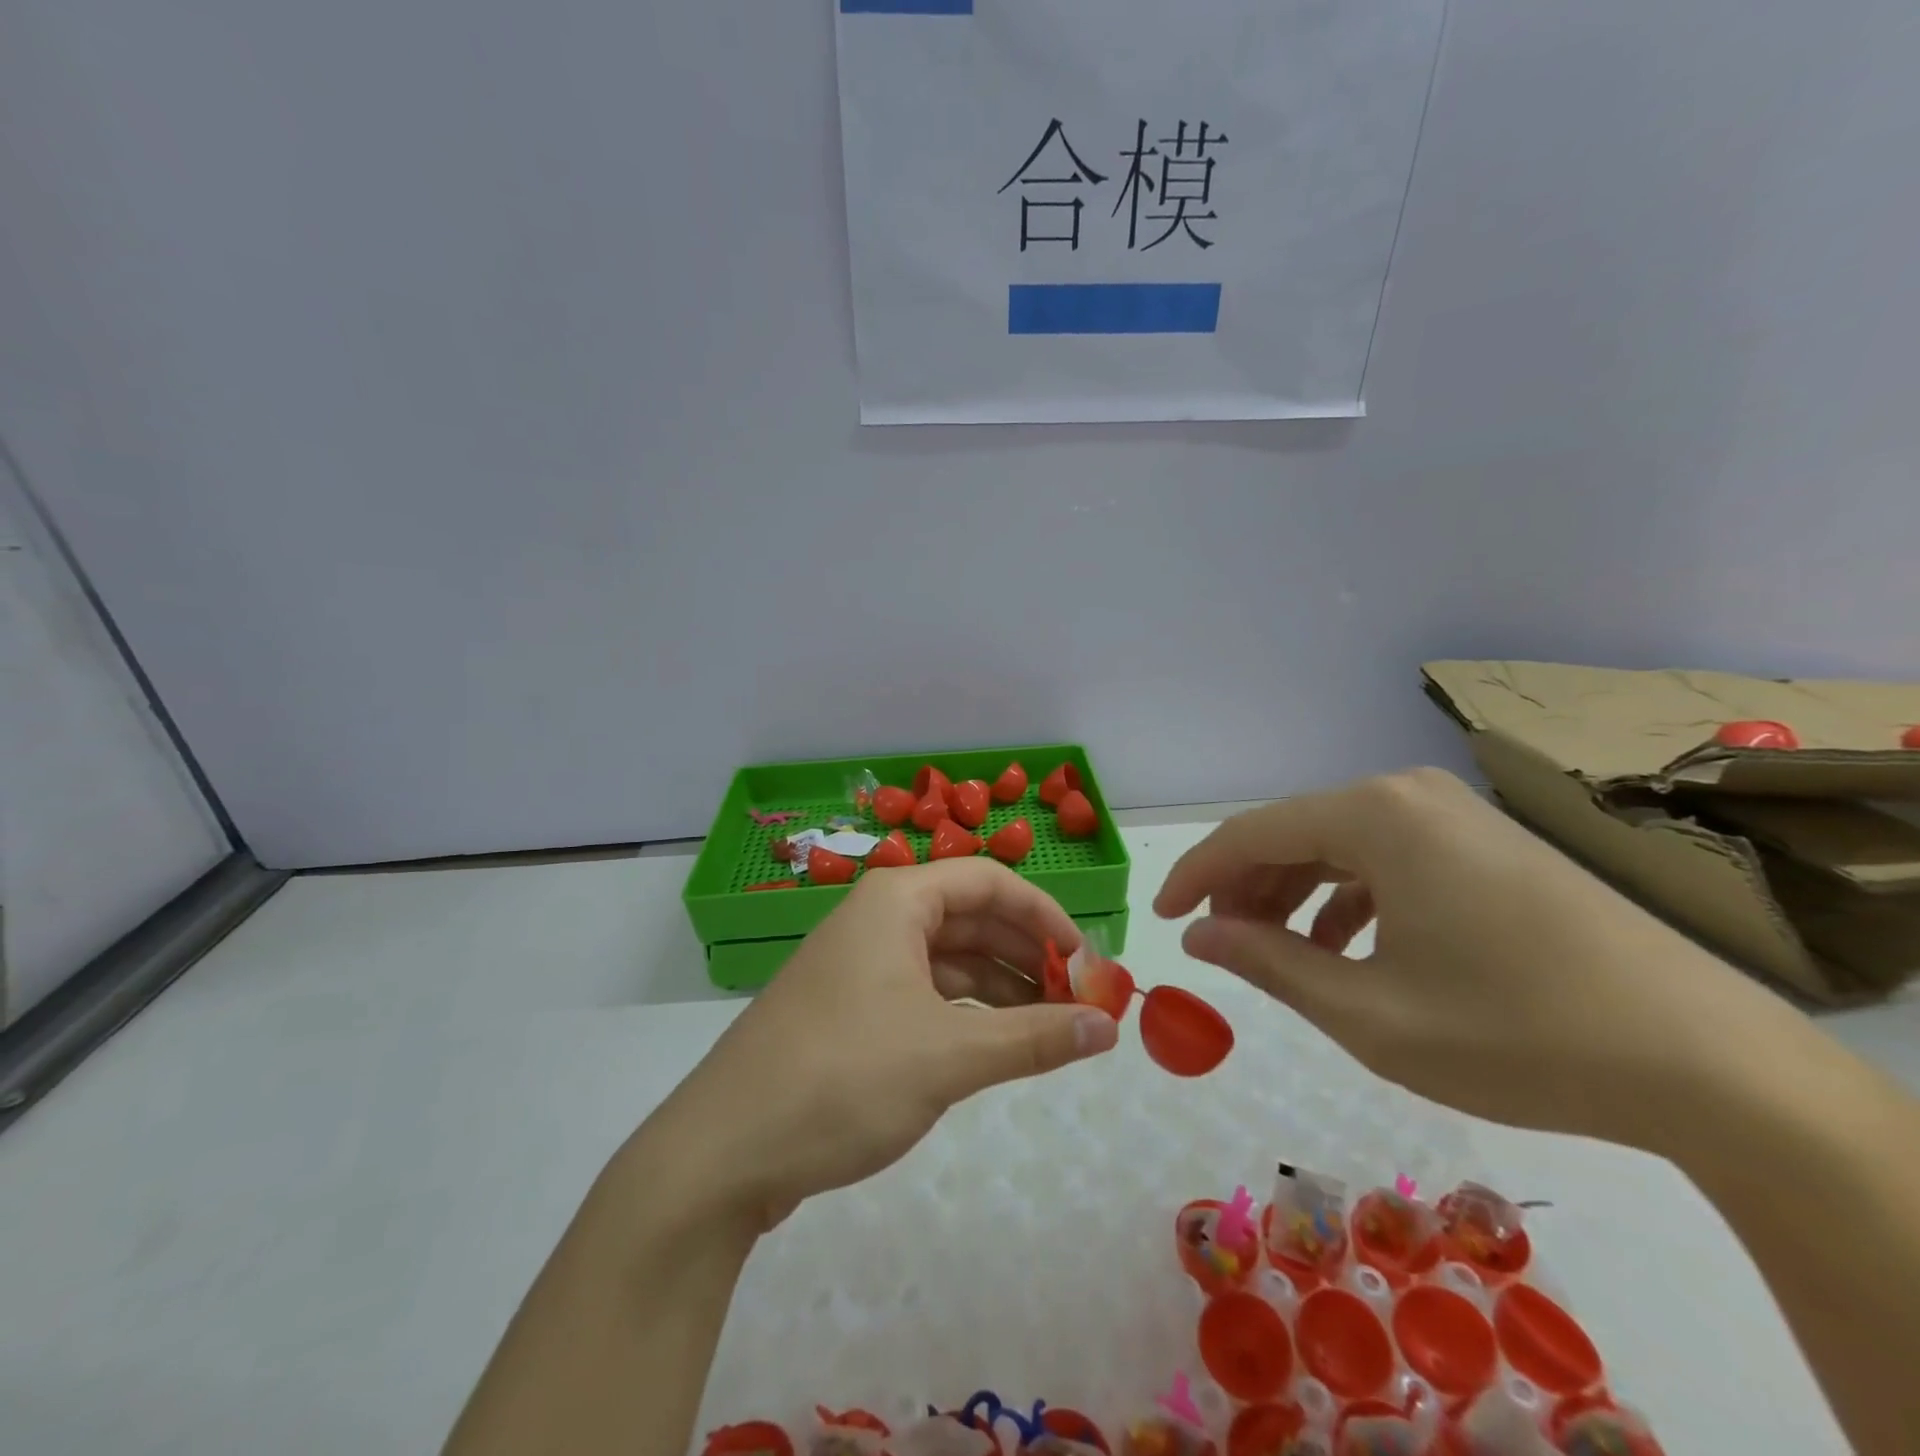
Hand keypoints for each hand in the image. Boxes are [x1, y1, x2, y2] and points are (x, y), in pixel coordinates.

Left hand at [644, 860, 1119, 1232]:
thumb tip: (1110, 1028)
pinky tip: (996, 1044)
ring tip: (1051, 1027)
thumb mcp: (948, 1057)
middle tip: (1079, 1001)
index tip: (1088, 963)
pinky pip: (924, 993)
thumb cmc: (841, 1079)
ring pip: (948, 960)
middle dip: (1027, 955)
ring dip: (1001, 987)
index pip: (989, 882)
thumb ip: (1034, 1038)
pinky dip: (966, 1013)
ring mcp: (860, 965)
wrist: (722, 1153)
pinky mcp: (850, 1011)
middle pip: (970, 918)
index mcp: (896, 901)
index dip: (1045, 916)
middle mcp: (878, 920)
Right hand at [1154, 768, 1791, 1148]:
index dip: (1196, 875)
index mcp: (1374, 816)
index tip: (1162, 918)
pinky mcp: (1483, 842)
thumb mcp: (1366, 1011)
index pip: (1250, 832)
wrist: (1704, 1062)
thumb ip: (1267, 963)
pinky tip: (1346, 947)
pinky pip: (1386, 857)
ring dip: (1294, 894)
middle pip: (1293, 832)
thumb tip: (1198, 937)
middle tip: (1220, 944)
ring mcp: (1452, 814)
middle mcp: (1407, 794)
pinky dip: (1348, 897)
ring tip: (1276, 952)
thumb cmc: (1512, 1033)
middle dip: (1246, 888)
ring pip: (1338, 845)